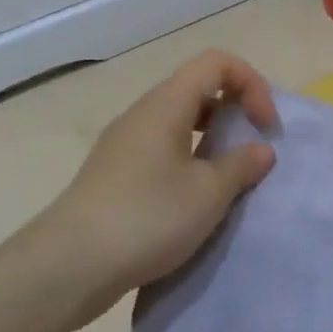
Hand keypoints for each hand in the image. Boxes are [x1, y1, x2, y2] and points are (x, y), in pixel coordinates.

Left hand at [18, 50, 278, 328]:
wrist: (67, 267)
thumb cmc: (147, 218)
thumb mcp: (209, 193)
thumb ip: (242, 165)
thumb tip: (260, 150)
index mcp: (166, 105)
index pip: (217, 63)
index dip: (251, 85)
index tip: (265, 127)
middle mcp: (143, 114)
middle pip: (199, 88)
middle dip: (236, 110)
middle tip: (254, 148)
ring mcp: (125, 144)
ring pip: (181, 121)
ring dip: (214, 139)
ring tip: (230, 177)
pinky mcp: (115, 174)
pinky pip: (164, 149)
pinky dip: (191, 160)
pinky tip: (197, 199)